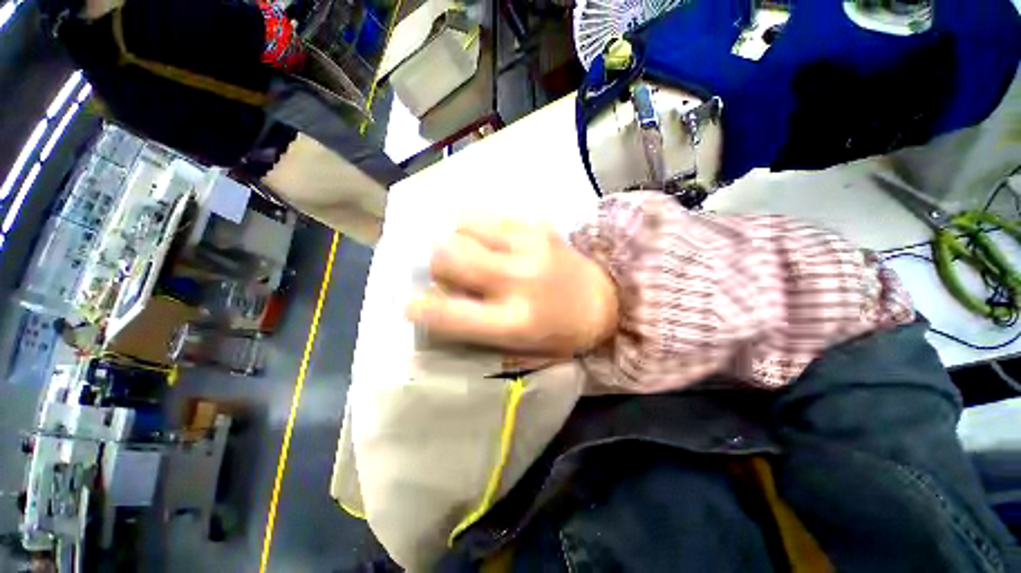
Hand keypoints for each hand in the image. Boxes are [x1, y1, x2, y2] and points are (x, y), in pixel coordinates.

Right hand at [407, 218, 618, 356]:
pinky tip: (486, 239)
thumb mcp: (519, 346)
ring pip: (463, 228)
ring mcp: (528, 246)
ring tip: (470, 253)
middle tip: (445, 273)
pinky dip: (475, 227)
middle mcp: (517, 280)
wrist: (604, 300)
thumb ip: (475, 325)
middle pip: (448, 256)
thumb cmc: (560, 331)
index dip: (419, 308)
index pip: (447, 313)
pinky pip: (488, 216)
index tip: (411, 305)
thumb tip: (438, 297)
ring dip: (455, 242)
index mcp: (513, 322)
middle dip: (435, 265)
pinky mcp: (538, 225)